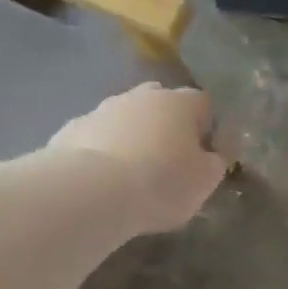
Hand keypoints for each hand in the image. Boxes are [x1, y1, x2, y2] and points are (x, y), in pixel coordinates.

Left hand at [50, 83, 227, 232]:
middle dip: (166, 125)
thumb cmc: (161, 183)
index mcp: (180, 102)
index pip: (203, 104)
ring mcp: (103, 108)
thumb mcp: (205, 181)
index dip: (207, 129)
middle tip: (167, 160)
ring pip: (125, 117)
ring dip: (132, 136)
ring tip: (131, 172)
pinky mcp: (72, 128)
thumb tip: (212, 154)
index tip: (203, 157)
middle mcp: (142, 95)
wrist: (90, 193)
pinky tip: (100, 179)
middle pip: (162, 103)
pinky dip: (101, 150)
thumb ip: (214, 162)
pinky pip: (96, 136)